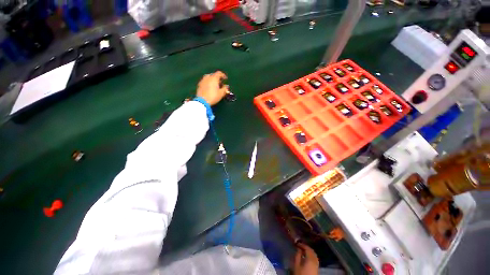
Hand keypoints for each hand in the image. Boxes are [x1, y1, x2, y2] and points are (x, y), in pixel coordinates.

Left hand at [196, 71, 228, 105]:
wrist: (202, 101)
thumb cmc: (213, 96)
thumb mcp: (221, 93)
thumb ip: (225, 89)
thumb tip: (226, 86)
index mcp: (214, 78)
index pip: (219, 73)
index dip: (223, 75)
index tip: (225, 79)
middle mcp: (207, 77)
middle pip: (213, 75)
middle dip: (218, 78)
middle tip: (221, 84)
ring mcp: (202, 80)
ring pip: (208, 78)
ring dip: (212, 80)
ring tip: (215, 86)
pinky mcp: (199, 85)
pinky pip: (205, 81)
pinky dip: (208, 83)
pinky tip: (210, 88)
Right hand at [293, 243, 318, 274]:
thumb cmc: (300, 274)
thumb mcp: (296, 265)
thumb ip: (297, 256)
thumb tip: (298, 249)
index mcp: (310, 259)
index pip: (307, 248)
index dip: (302, 245)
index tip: (297, 243)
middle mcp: (315, 260)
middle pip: (312, 251)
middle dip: (306, 247)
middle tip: (300, 246)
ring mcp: (317, 264)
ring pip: (314, 254)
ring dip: (309, 251)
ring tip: (303, 250)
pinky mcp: (317, 268)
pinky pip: (315, 258)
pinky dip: (311, 255)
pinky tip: (307, 256)